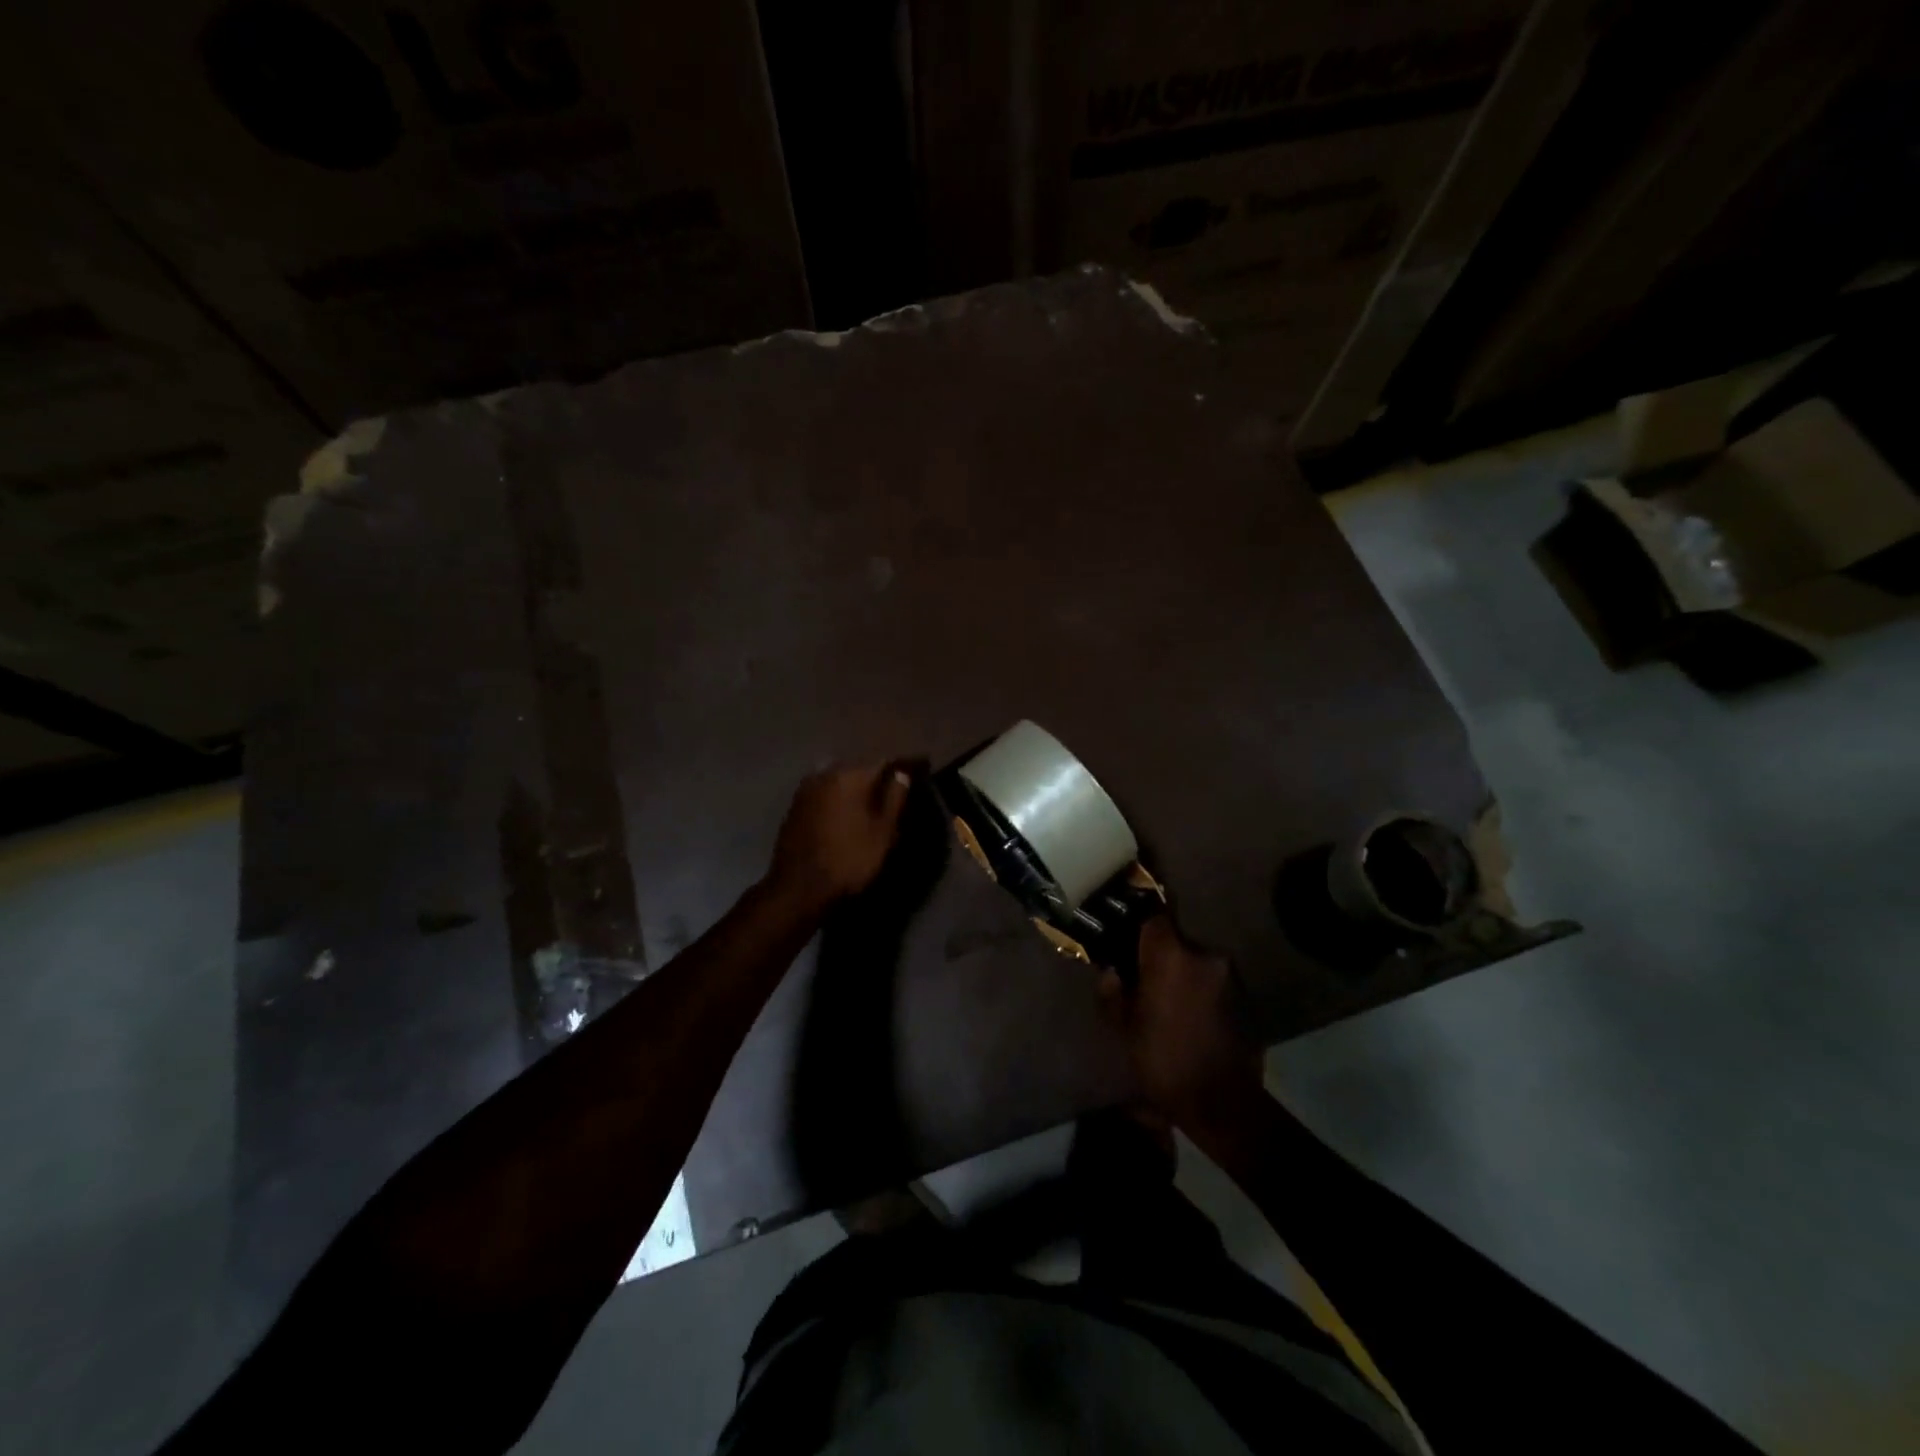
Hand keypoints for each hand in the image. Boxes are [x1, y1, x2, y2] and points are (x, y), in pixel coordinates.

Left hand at [764, 763, 913, 914]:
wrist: (797, 888)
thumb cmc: (849, 860)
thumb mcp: (882, 832)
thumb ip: (894, 798)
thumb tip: (902, 774)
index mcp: (851, 775)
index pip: (886, 762)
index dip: (906, 764)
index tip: (923, 763)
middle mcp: (826, 773)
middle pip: (861, 768)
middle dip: (879, 774)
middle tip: (898, 782)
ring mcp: (806, 789)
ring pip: (841, 780)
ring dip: (857, 786)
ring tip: (874, 797)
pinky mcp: (795, 806)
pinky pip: (826, 793)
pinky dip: (840, 798)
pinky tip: (848, 810)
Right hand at [1100, 915, 1264, 1131]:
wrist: (1222, 1102)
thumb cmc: (1163, 1060)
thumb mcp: (1124, 1029)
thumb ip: (1112, 993)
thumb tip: (1110, 972)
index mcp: (1170, 956)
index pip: (1154, 919)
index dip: (1140, 929)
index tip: (1129, 943)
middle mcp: (1204, 956)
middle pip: (1177, 942)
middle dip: (1162, 958)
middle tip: (1146, 980)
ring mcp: (1229, 976)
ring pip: (1197, 964)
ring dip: (1184, 976)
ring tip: (1170, 1003)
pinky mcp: (1245, 997)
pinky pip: (1214, 984)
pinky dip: (1202, 993)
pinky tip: (1192, 1018)